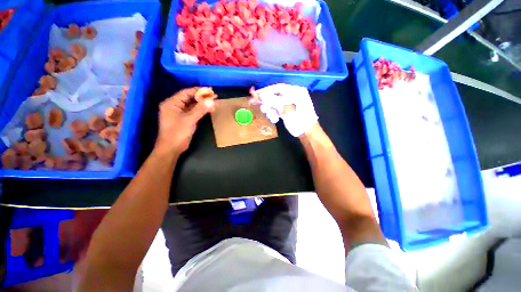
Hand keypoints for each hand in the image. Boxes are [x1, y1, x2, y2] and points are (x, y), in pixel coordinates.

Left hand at [155, 87, 214, 154]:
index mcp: (172, 103)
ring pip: (192, 105)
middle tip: (214, 96)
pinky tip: (208, 109)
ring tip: (213, 102)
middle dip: (202, 97)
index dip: (198, 91)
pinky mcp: (184, 119)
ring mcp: (179, 113)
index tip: (210, 90)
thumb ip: (200, 110)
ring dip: (202, 104)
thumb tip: (211, 101)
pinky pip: (193, 111)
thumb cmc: (177, 133)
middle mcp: (174, 106)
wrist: (171, 148)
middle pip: (189, 98)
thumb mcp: (189, 120)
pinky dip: (201, 110)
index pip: (186, 93)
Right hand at [253, 84, 317, 136]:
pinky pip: (276, 109)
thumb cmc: (300, 120)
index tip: (256, 95)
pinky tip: (275, 119)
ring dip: (270, 110)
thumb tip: (261, 94)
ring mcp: (289, 103)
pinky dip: (273, 114)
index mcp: (296, 91)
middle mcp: (292, 95)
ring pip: (274, 103)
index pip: (279, 88)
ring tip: (272, 117)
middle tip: (262, 109)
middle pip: (275, 95)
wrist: (306, 133)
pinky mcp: (286, 110)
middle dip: (267, 103)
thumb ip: (273, 101)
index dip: (266, 91)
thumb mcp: (287, 110)